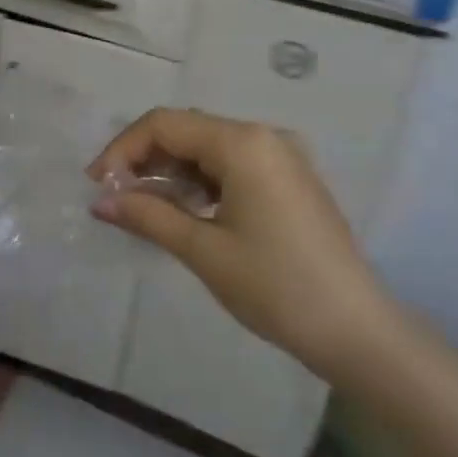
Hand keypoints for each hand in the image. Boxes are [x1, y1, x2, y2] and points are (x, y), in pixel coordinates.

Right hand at [89, 109, 394, 379]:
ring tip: (144, 210)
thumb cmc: (276, 286)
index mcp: (243, 142)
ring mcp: (281, 156)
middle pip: (186, 131)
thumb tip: (101, 201)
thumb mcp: (203, 250)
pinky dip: (200, 182)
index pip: (164, 125)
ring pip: (208, 149)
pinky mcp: (290, 179)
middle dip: (145, 160)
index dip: (123, 149)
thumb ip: (147, 216)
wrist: (358, 332)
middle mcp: (262, 136)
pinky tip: (185, 212)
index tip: (98, 186)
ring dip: (171, 173)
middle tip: (116, 199)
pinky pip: (232, 166)